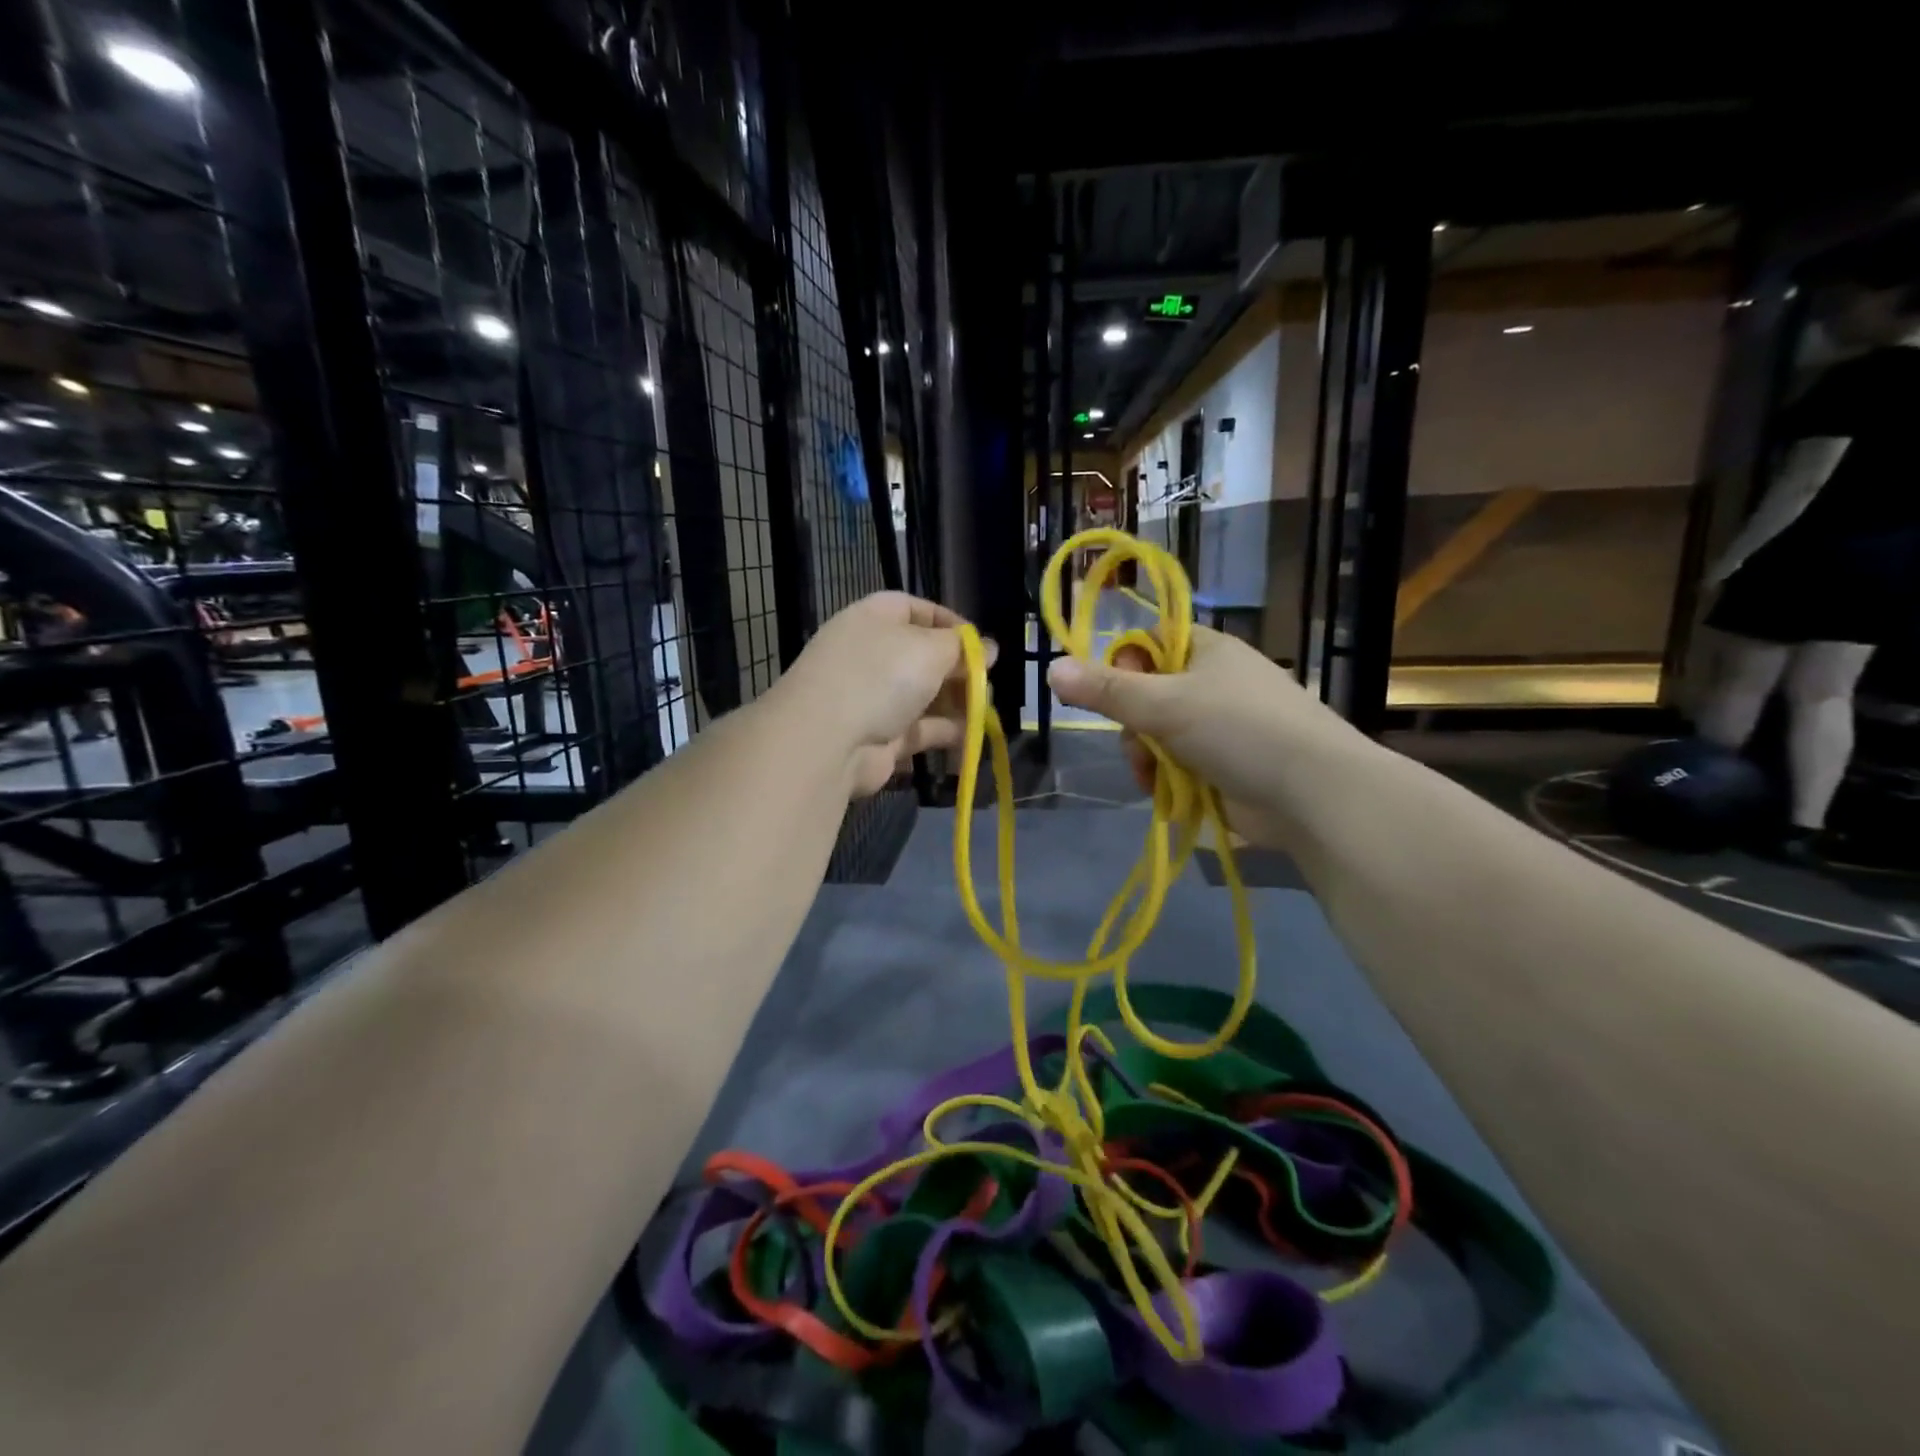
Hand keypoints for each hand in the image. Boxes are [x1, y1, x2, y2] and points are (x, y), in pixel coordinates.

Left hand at [775, 592, 993, 797]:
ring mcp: (873, 697)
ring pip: (924, 695)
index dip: (949, 622)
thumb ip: (963, 648)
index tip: (980, 643)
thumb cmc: (880, 676)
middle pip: (923, 655)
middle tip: (987, 681)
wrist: (827, 740)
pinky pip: (920, 730)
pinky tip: (972, 738)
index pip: (915, 608)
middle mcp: (871, 654)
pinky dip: (946, 733)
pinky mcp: (880, 736)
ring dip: (956, 703)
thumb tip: (988, 648)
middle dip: (958, 669)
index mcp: (874, 619)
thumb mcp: (930, 649)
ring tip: (985, 711)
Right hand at [1047, 626, 1363, 843]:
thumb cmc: (1238, 730)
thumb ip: (1106, 690)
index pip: (1149, 642)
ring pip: (1158, 735)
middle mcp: (1214, 683)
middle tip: (1140, 746)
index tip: (1113, 692)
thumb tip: (1051, 669)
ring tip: (1155, 779)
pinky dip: (1168, 779)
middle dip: (1134, 726)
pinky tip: (1168, 794)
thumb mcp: (1164, 704)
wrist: (1312, 794)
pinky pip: (1178, 765)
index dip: (1124, 664)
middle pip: (1147, 695)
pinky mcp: (1226, 765)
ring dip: (1147, 758)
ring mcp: (1222, 726)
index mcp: (1208, 651)